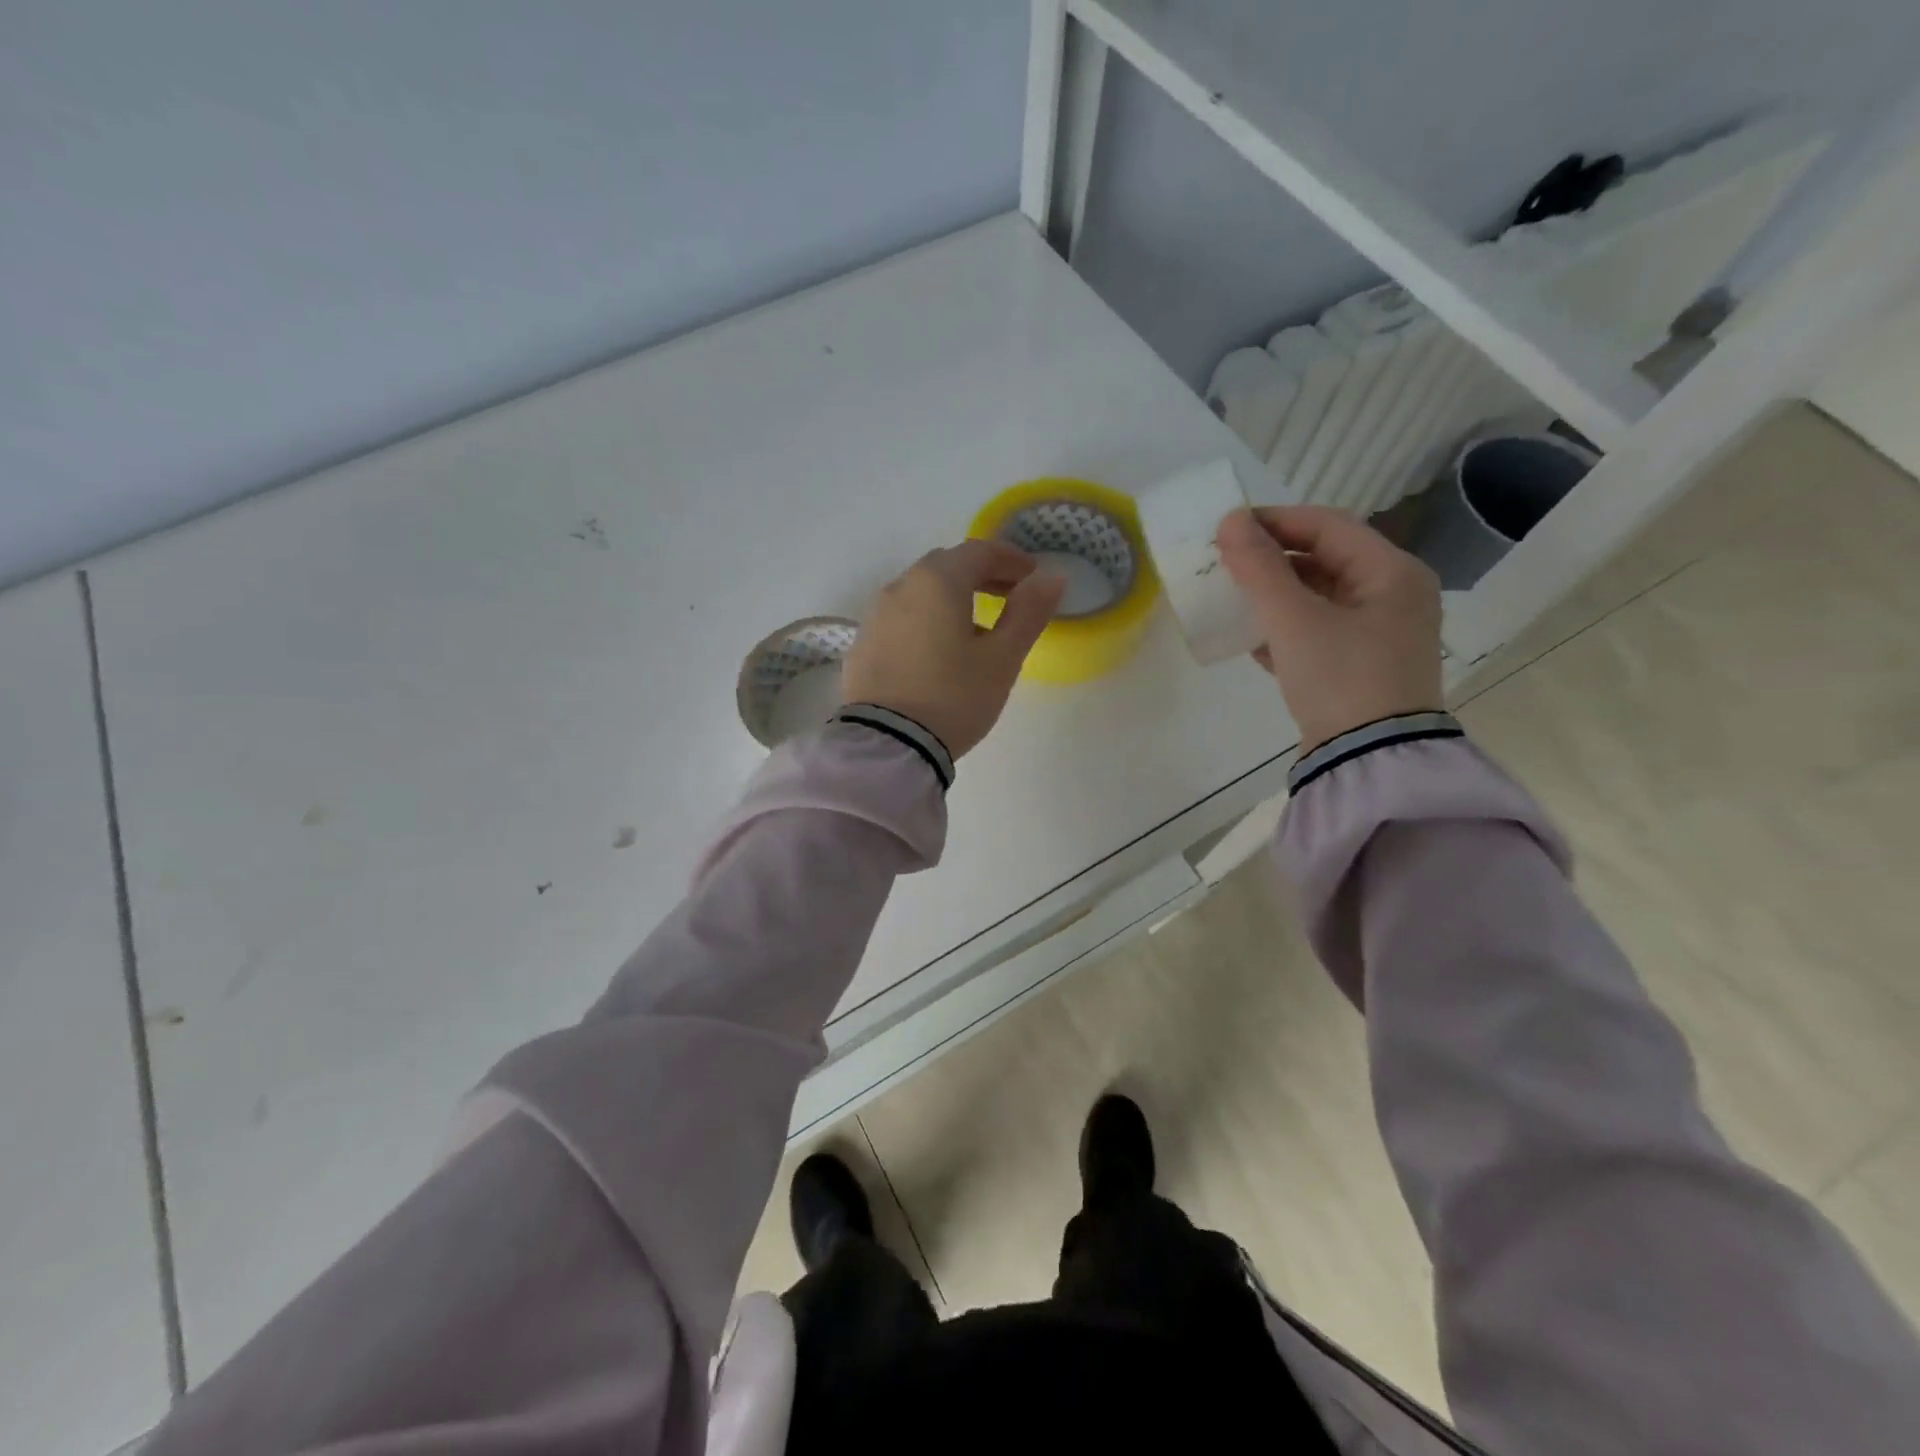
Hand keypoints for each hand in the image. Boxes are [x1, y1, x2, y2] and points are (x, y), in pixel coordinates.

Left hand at [843, 539, 1065, 758]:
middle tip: (1009, 596)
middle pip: (946, 566)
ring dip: (951, 598)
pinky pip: (900, 619)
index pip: (980, 551)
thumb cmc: (953, 697)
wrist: (888, 745)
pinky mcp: (862, 645)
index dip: (1011, 559)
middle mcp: (900, 587)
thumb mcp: (1002, 658)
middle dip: (981, 574)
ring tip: (975, 628)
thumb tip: (1052, 577)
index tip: (1033, 576)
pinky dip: (925, 620)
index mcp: (937, 581)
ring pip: (920, 592)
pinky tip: (937, 652)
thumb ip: (1028, 612)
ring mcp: (875, 616)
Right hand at [1216, 506, 1442, 752]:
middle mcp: (1394, 596)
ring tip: (1233, 599)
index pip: (1328, 525)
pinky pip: (1320, 631)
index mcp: (1392, 572)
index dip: (1275, 521)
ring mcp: (1380, 635)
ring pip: (1320, 597)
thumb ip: (1260, 569)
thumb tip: (1230, 521)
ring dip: (1276, 595)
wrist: (1370, 761)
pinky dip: (1287, 629)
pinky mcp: (1362, 667)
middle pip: (1325, 560)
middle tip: (1226, 564)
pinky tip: (1254, 641)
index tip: (1227, 530)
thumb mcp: (1294, 620)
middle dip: (1272, 560)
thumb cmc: (1340, 678)